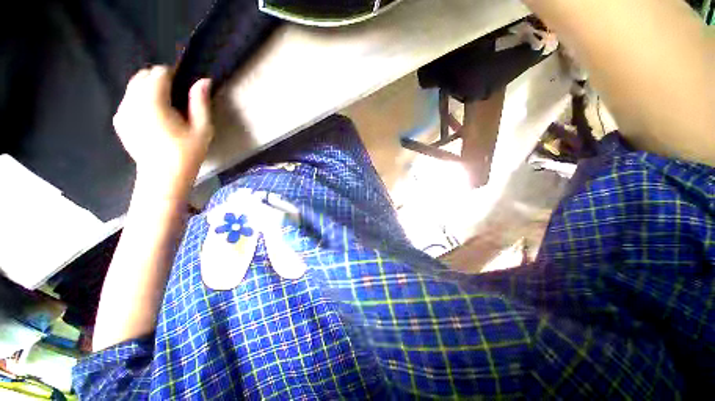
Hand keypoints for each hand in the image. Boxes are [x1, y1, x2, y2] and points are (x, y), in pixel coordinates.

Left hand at [113, 66, 213, 199]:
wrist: (163, 176)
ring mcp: (122, 111)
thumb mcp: (202, 129)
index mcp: (152, 102)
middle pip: (143, 75)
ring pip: (134, 86)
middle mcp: (132, 101)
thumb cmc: (187, 153)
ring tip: (165, 108)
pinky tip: (153, 117)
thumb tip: (203, 81)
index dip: (173, 75)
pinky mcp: (119, 120)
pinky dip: (140, 100)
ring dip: (149, 89)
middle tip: (176, 98)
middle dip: (159, 80)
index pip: (159, 72)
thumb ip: (200, 102)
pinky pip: (128, 99)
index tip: (184, 87)